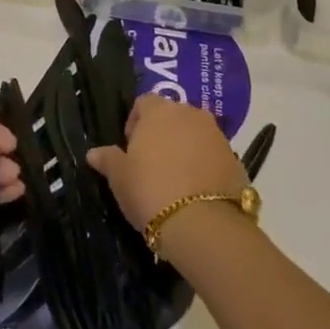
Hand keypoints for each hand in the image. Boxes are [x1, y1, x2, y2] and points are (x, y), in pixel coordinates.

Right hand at [87, 94, 245, 251]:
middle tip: (152, 164)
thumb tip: (94, 152)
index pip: (144, 103)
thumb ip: (107, 159)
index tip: (130, 149)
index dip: (135, 123)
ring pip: (196, 135)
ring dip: (186, 149)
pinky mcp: (236, 160)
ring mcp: (217, 136)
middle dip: (162, 134)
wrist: (204, 225)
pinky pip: (214, 156)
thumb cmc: (151, 191)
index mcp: (159, 110)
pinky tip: (196, 192)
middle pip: (172, 116)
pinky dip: (205, 166)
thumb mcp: (119, 177)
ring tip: (176, 180)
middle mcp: (190, 114)